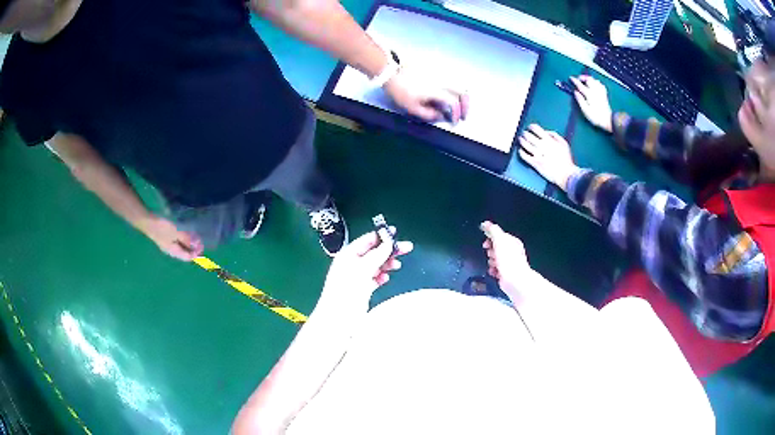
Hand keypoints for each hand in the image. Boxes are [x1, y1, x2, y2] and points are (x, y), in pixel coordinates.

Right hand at [140, 216, 203, 260]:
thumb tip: (196, 245)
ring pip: (180, 246)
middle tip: (200, 240)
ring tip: (194, 236)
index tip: (202, 246)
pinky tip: (185, 232)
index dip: (196, 253)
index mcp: (174, 252)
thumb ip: (186, 239)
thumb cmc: (162, 227)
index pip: (187, 257)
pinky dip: (183, 238)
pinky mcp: (165, 236)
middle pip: (184, 252)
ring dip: (188, 242)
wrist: (147, 220)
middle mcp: (171, 250)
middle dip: (193, 248)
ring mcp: (167, 243)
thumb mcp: (176, 233)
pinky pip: (176, 240)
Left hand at [315, 228, 412, 319]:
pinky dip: (381, 277)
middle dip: (389, 250)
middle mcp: (351, 264)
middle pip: (373, 253)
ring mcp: (356, 278)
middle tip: (406, 248)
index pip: (366, 240)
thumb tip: (388, 243)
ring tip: (397, 265)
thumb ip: (376, 255)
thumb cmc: (346, 291)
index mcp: (348, 255)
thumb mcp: (362, 270)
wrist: (338, 319)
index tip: (396, 233)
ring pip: (375, 266)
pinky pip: (374, 279)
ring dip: (386, 264)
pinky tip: (386, 278)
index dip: (381, 236)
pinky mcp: (361, 290)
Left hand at [383, 69, 468, 122]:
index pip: (454, 103)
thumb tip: (442, 116)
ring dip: (463, 95)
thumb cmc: (399, 90)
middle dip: (466, 104)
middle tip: (463, 114)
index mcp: (436, 91)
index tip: (454, 121)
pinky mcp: (437, 67)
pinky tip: (452, 92)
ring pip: (460, 82)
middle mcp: (442, 80)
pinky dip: (456, 85)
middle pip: (463, 91)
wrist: (390, 71)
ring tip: (460, 103)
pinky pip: (453, 76)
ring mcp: (440, 72)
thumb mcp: (411, 107)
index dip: (457, 114)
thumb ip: (429, 114)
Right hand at [481, 221, 533, 303]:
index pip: (499, 236)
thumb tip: (485, 223)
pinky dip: (493, 270)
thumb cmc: (508, 259)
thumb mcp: (499, 240)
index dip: (490, 239)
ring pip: (495, 259)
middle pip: (496, 248)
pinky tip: (494, 272)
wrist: (515, 280)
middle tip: (491, 255)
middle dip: (490, 251)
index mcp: (513, 241)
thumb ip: (493, 230)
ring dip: (491, 262)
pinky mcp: (506, 273)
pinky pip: (496, 269)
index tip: (485, 244)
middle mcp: (512, 251)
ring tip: (493, 265)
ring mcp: (510, 263)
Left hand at [518, 124, 579, 190]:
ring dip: (522, 141)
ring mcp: (537, 155)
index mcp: (549, 140)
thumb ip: (555, 135)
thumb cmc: (566, 160)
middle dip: (525, 133)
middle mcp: (542, 146)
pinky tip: (521, 150)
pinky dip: (521, 152)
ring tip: (521, 140)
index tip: (530, 127)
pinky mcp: (535, 163)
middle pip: (529, 136)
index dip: (531, 127)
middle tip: (524, 133)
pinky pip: (524, 156)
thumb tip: (546, 132)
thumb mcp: (564, 143)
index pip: (536, 129)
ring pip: (525, 145)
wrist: (566, 174)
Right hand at [571, 75, 612, 132]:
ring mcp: (600, 92)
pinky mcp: (604, 94)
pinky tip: (595, 85)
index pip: (580, 85)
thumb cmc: (595, 117)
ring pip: (595, 80)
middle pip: (589, 79)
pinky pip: (600, 84)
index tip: (571, 78)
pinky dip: (596, 82)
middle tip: (579, 79)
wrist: (608, 121)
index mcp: (589, 94)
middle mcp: (595, 91)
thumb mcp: (585, 110)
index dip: (575, 81)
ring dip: (589, 79)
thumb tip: (575, 92)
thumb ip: (580, 100)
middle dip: (583, 77)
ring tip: (586, 82)